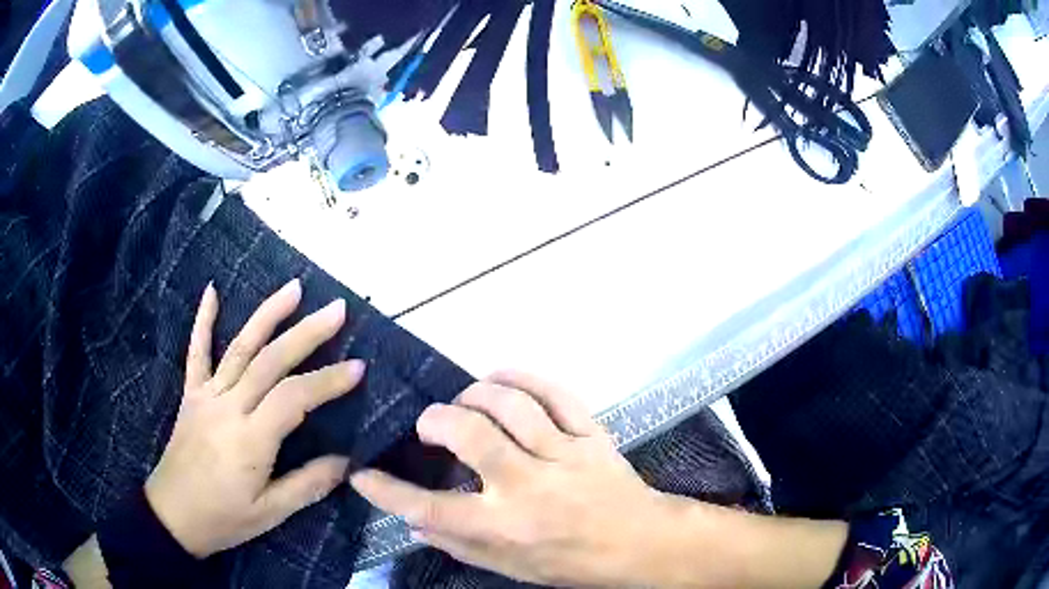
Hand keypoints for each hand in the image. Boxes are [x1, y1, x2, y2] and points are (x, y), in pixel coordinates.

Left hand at [146, 279, 364, 557]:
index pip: (294, 398)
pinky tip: (212, 291)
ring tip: (294, 288)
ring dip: (267, 314)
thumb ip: (308, 485)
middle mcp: (228, 407)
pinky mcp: (191, 394)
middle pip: (270, 361)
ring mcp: (207, 396)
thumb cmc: (224, 519)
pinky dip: (203, 320)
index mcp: (250, 439)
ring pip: (240, 347)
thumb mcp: (270, 513)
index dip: (327, 380)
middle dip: (306, 333)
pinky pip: (196, 352)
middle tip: (337, 310)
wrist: (173, 515)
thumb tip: (347, 462)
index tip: (358, 367)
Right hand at [349, 371, 670, 586]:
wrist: (640, 543)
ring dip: (475, 394)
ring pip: (510, 406)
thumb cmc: (572, 563)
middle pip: (469, 435)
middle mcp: (529, 487)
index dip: (387, 491)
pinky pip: (555, 393)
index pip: (430, 508)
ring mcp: (563, 454)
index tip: (362, 474)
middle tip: (429, 425)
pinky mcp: (590, 434)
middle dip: (435, 420)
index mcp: (505, 527)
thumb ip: (461, 546)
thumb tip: (415, 525)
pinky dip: (523, 378)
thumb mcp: (512, 568)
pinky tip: (502, 379)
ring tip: (464, 403)